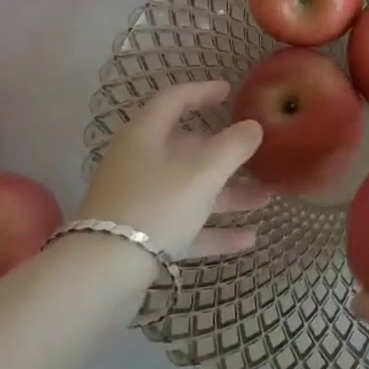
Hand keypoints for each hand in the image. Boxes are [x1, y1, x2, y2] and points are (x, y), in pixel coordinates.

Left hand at [78, 80, 268, 258]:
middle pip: (187, 149)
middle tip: (258, 153)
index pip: (174, 100)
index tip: (229, 92)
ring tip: (267, 197)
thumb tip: (253, 126)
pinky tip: (249, 239)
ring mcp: (140, 202)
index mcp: (146, 135)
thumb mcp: (202, 172)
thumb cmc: (155, 205)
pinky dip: (214, 229)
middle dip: (226, 153)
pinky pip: (185, 226)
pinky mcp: (142, 238)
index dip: (202, 92)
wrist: (102, 276)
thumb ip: (233, 147)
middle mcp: (140, 163)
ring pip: (190, 190)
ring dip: (228, 194)